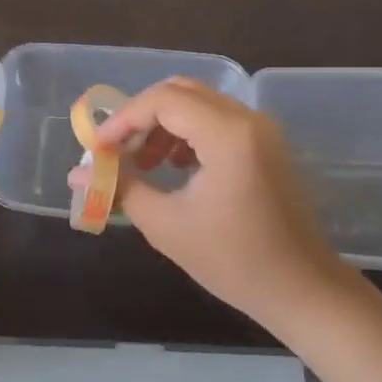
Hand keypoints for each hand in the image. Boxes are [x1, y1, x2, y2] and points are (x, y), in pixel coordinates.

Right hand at [83, 78, 346, 327]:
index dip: (124, 119)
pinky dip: (188, 133)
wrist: (303, 290)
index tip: (99, 148)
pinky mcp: (265, 143)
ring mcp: (261, 129)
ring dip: (164, 124)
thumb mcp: (167, 225)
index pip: (162, 100)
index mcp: (227, 134)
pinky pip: (217, 119)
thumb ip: (121, 188)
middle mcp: (247, 119)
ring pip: (198, 103)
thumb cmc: (234, 261)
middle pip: (180, 92)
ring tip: (144, 164)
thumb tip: (79, 173)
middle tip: (118, 151)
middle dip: (142, 117)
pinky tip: (175, 168)